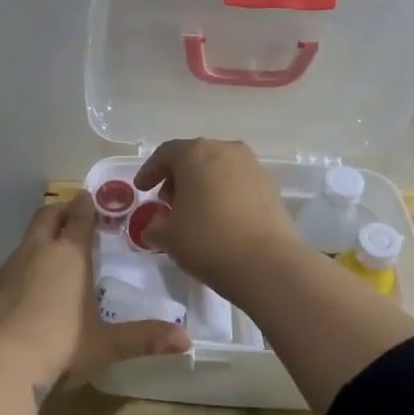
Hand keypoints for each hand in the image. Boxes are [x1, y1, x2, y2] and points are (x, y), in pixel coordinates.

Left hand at [0, 192, 189, 397]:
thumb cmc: (61, 346)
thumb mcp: (107, 345)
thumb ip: (145, 339)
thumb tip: (188, 341)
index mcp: (70, 256)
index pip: (79, 218)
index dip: (85, 206)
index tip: (89, 197)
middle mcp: (36, 252)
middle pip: (46, 217)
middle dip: (59, 211)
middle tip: (69, 213)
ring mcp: (6, 270)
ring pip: (24, 243)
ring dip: (37, 241)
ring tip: (49, 256)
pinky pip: (6, 271)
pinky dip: (18, 272)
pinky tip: (22, 294)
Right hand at [132, 138, 301, 298]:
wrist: (266, 263)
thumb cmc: (207, 240)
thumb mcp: (167, 237)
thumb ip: (154, 226)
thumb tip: (155, 226)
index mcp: (195, 153)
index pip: (166, 153)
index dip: (150, 171)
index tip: (142, 189)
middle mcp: (226, 150)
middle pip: (194, 157)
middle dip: (178, 178)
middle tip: (168, 202)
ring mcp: (253, 167)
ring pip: (219, 168)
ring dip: (203, 185)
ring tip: (195, 213)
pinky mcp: (271, 187)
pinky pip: (239, 184)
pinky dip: (225, 194)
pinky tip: (220, 219)